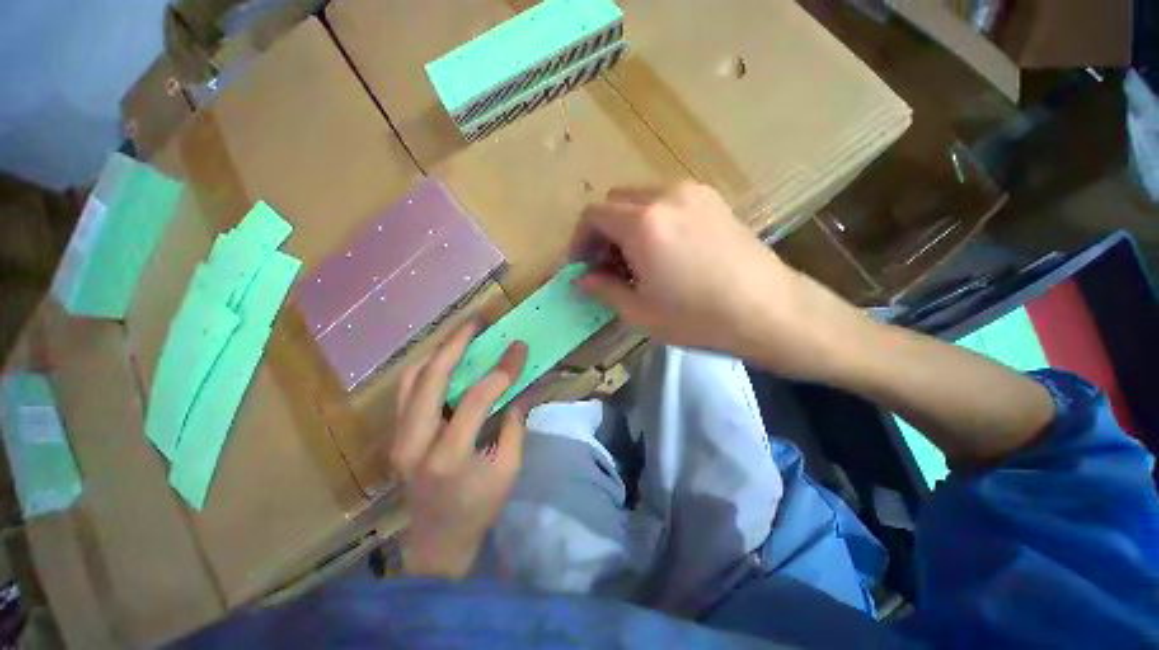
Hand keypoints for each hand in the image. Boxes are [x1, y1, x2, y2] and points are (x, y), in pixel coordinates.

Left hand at [389, 319, 528, 578]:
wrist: (436, 542)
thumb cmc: (478, 509)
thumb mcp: (508, 469)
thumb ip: (515, 423)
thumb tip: (523, 387)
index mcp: (449, 456)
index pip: (477, 398)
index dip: (502, 369)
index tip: (519, 348)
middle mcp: (415, 443)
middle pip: (431, 377)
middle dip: (457, 343)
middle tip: (478, 321)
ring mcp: (399, 439)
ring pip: (412, 379)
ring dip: (439, 351)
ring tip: (462, 334)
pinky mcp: (396, 437)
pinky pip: (408, 391)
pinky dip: (427, 368)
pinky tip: (445, 359)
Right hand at [570, 182, 866, 380]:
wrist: (770, 311)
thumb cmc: (698, 318)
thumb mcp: (640, 312)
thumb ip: (603, 289)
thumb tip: (581, 279)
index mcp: (643, 224)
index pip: (592, 215)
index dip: (579, 240)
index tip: (580, 266)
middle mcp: (665, 196)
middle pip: (614, 201)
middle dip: (602, 231)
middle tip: (606, 265)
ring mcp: (693, 193)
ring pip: (641, 198)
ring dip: (626, 224)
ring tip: (635, 259)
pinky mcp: (713, 200)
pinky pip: (667, 200)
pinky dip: (652, 219)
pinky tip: (664, 250)